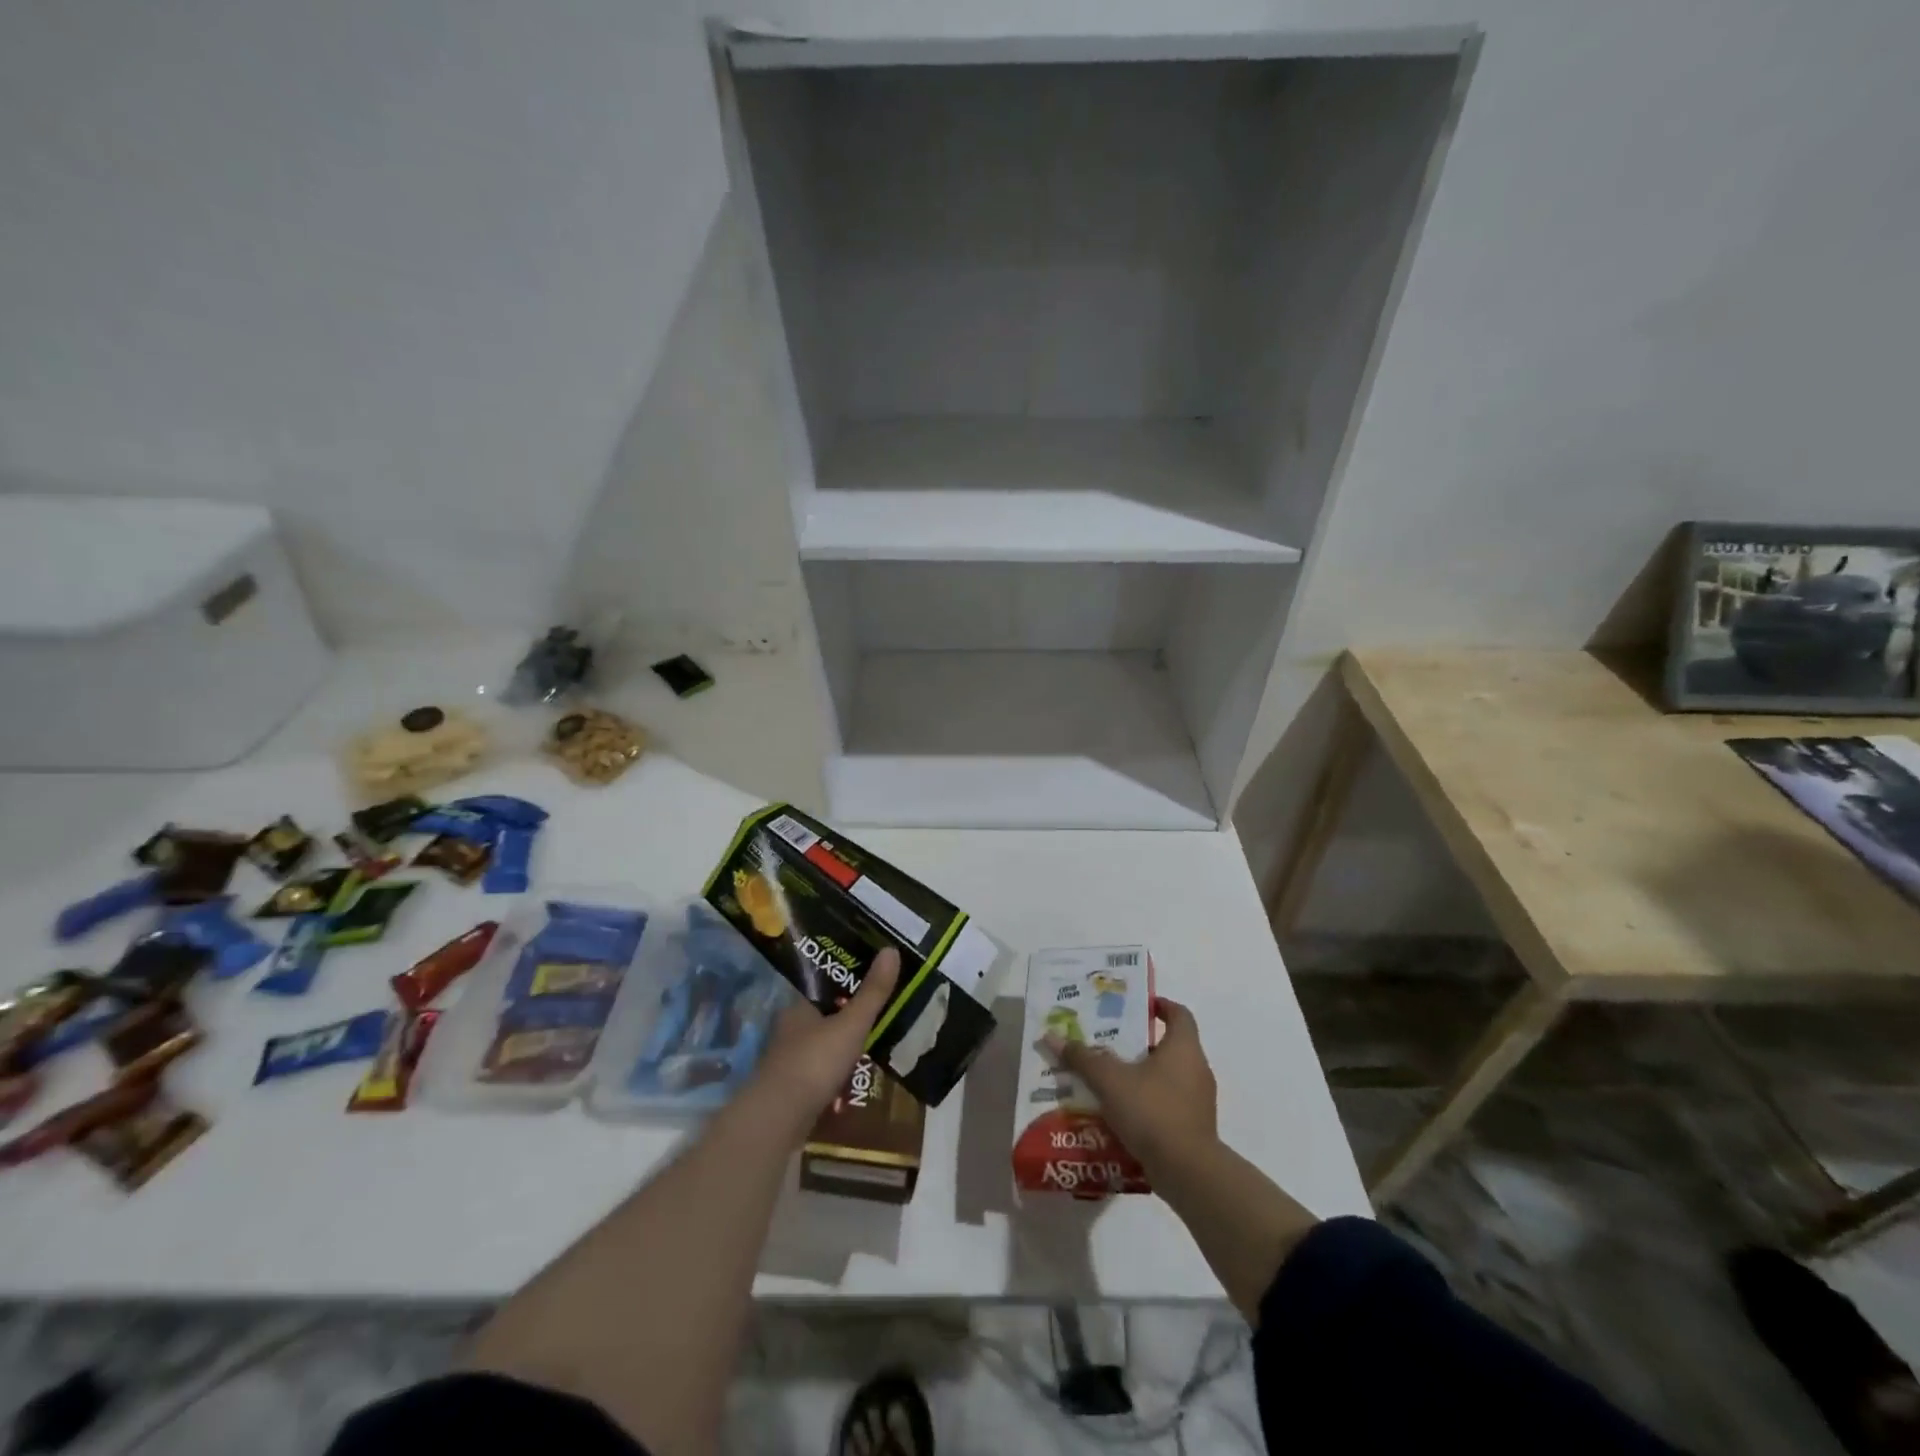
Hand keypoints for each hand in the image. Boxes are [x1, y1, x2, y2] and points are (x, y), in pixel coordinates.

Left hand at [752, 948, 900, 1128]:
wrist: (779, 1119)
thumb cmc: (815, 1062)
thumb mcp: (851, 1025)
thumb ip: (872, 992)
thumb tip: (892, 949)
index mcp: (799, 1006)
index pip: (824, 986)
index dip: (847, 982)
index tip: (872, 983)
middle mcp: (790, 1029)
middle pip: (825, 1017)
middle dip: (849, 1020)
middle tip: (880, 1019)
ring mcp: (789, 1060)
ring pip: (823, 1046)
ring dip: (844, 1050)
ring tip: (874, 1050)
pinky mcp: (792, 1089)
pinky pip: (821, 1074)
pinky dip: (837, 1076)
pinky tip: (854, 1082)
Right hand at [1046, 998, 1216, 1176]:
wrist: (1188, 1171)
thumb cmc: (1152, 1110)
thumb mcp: (1110, 1080)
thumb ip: (1082, 1058)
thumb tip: (1051, 1036)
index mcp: (1184, 1047)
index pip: (1178, 1013)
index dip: (1159, 1006)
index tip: (1136, 1007)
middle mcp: (1197, 1068)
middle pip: (1169, 1046)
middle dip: (1139, 1044)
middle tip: (1109, 1044)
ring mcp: (1199, 1101)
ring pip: (1167, 1078)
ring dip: (1141, 1077)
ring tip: (1109, 1082)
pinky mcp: (1195, 1128)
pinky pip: (1169, 1105)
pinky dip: (1148, 1104)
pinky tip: (1122, 1115)